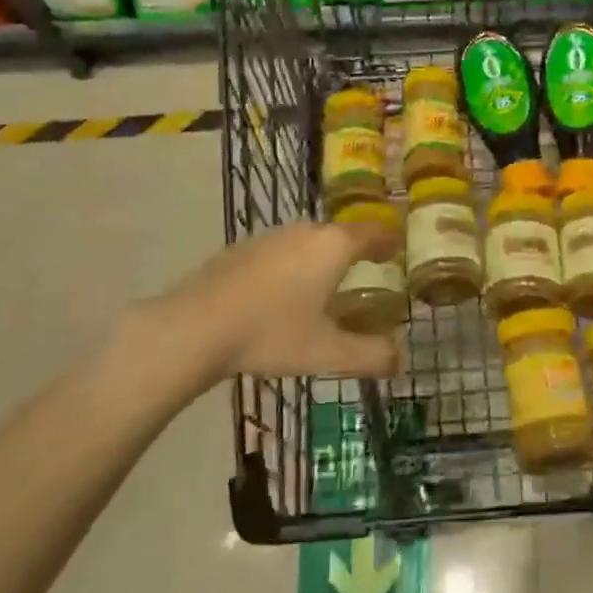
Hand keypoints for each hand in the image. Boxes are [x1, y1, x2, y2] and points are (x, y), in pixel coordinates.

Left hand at [118, 221, 400, 403]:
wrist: (193, 328)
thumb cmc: (271, 334)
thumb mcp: (327, 353)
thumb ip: (369, 356)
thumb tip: (399, 360)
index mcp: (333, 247)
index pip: (372, 232)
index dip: (388, 241)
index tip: (396, 251)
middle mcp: (305, 232)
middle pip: (339, 234)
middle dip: (355, 251)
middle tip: (364, 272)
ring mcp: (269, 237)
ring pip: (307, 241)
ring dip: (321, 257)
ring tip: (324, 285)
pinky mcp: (240, 249)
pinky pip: (280, 251)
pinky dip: (291, 265)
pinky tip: (280, 295)